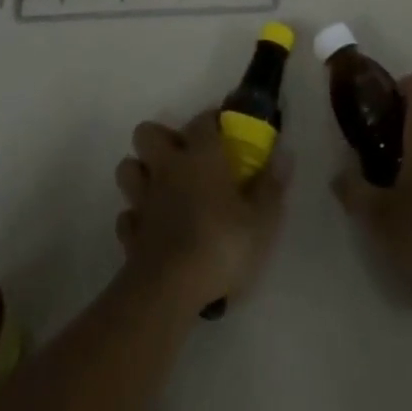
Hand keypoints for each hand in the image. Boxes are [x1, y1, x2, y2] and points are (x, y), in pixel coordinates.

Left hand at [114, 109, 289, 308]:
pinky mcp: (129, 233)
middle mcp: (167, 167)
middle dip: (160, 139)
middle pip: (147, 133)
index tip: (224, 132)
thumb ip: (272, 184)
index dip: (213, 120)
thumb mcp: (261, 220)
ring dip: (141, 173)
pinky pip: (127, 215)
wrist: (169, 290)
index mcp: (200, 155)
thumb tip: (284, 152)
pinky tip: (151, 228)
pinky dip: (136, 217)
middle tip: (183, 158)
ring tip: (163, 188)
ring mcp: (143, 199)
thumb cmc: (220, 245)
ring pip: (128, 168)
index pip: (202, 120)